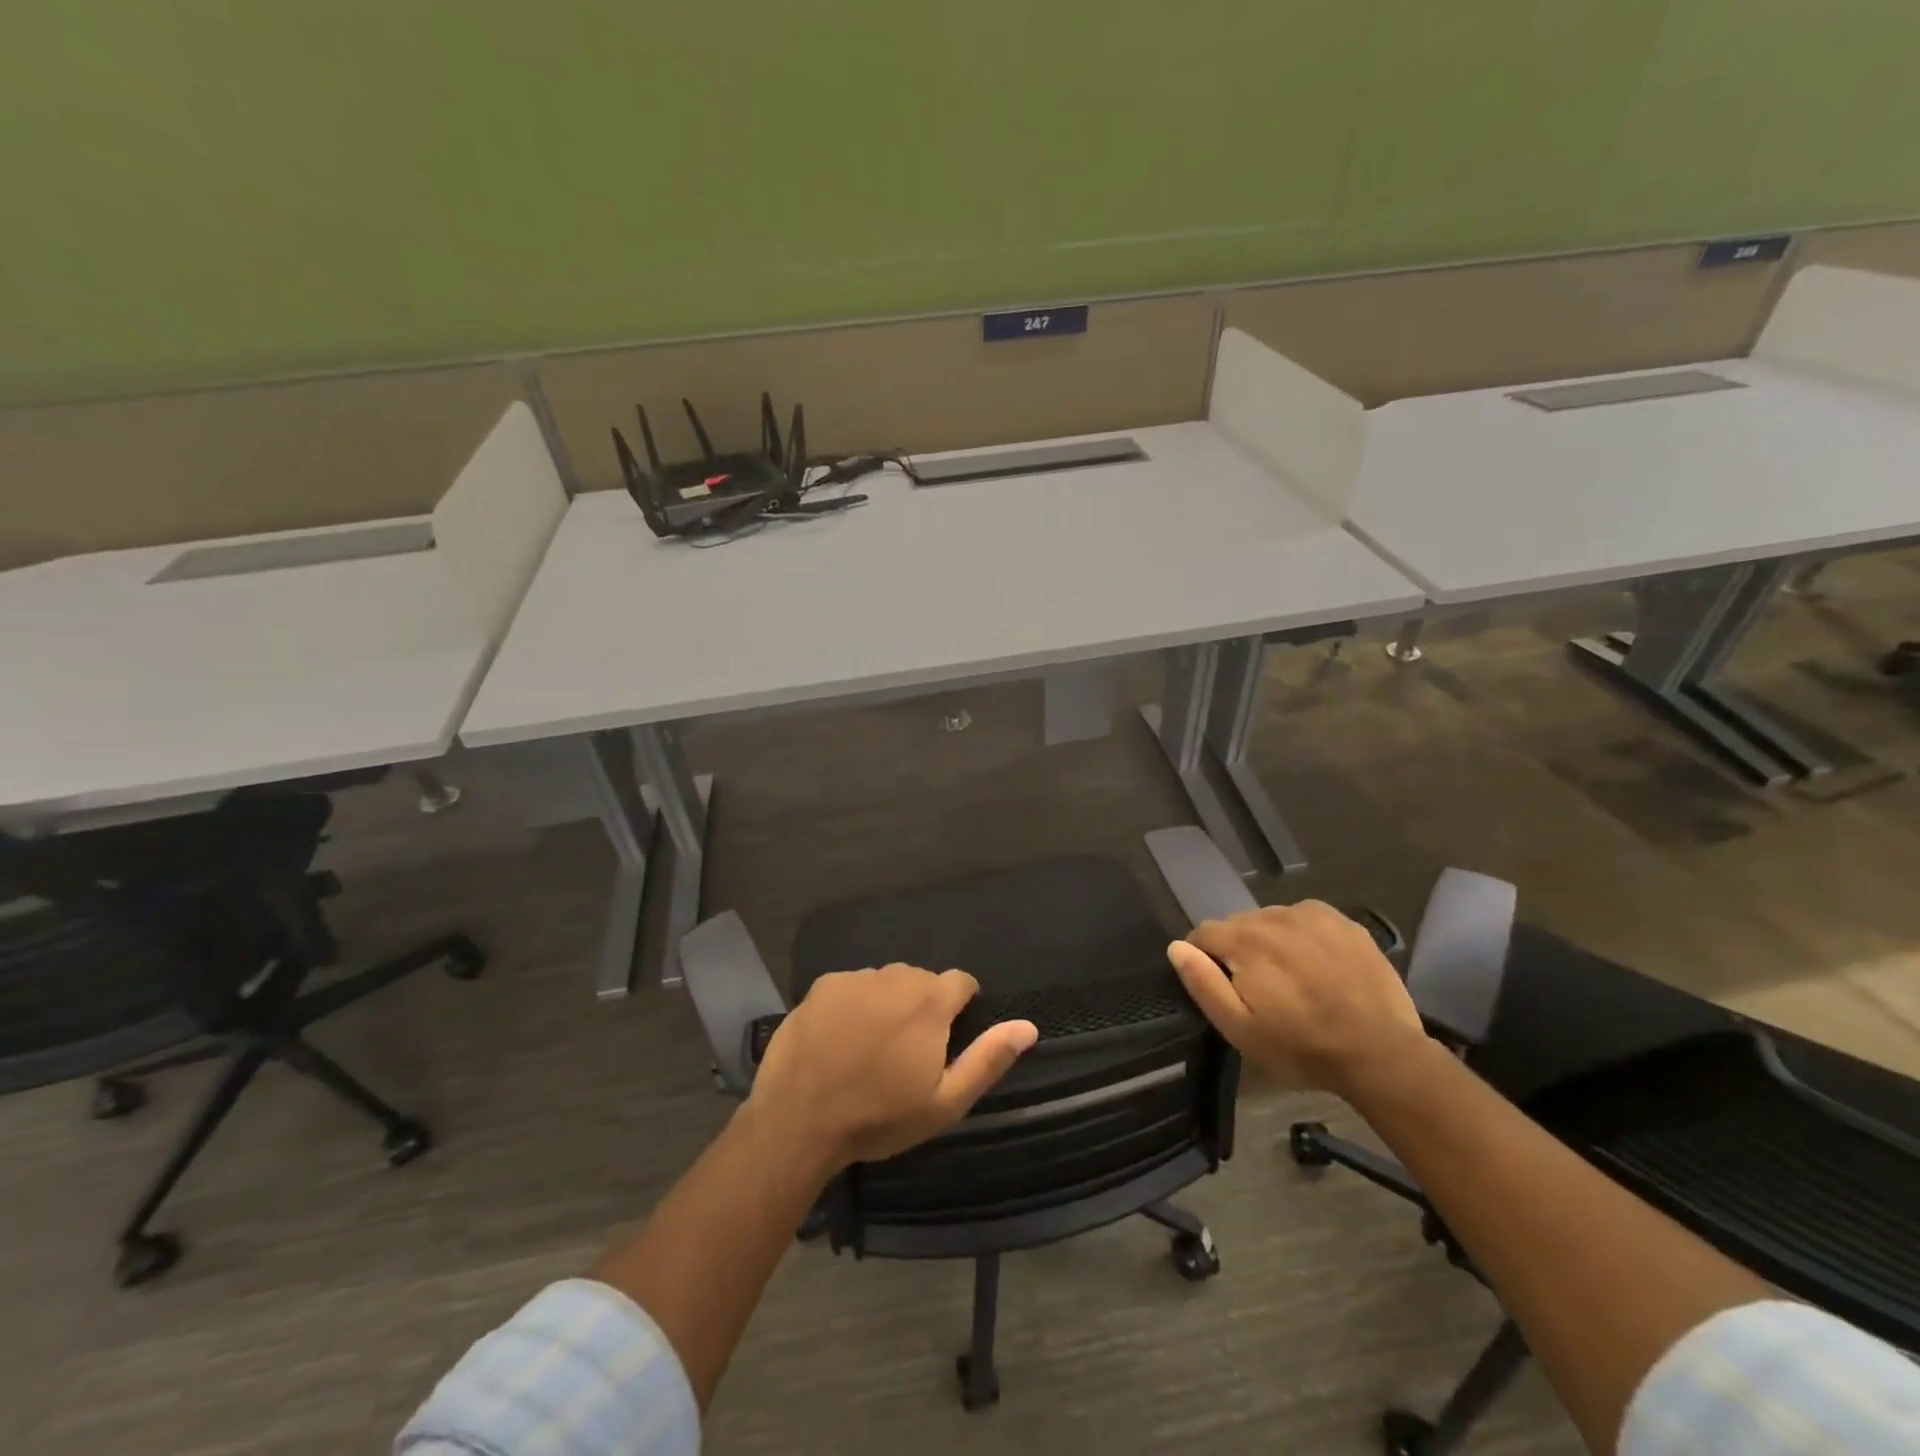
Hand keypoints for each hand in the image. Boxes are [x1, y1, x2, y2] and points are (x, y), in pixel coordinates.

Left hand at [746, 964, 1038, 1171]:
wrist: (798, 1120)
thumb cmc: (879, 1116)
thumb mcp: (945, 1101)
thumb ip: (989, 1058)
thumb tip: (1028, 1026)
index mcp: (930, 1000)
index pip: (961, 982)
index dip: (961, 1007)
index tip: (948, 1038)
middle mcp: (895, 976)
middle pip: (921, 982)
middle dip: (923, 1008)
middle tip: (907, 1053)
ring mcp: (855, 978)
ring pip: (885, 983)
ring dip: (887, 1004)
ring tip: (870, 1047)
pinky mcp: (822, 985)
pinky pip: (851, 987)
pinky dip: (853, 1005)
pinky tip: (840, 1039)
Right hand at [1167, 900, 1427, 1095]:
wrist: (1382, 1054)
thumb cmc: (1302, 1047)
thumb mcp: (1239, 1028)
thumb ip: (1202, 983)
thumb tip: (1176, 947)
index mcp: (1244, 940)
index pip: (1203, 933)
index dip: (1205, 960)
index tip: (1222, 987)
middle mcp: (1274, 915)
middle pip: (1238, 925)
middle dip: (1239, 950)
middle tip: (1260, 990)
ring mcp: (1312, 915)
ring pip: (1271, 920)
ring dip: (1270, 941)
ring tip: (1291, 979)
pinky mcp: (1343, 922)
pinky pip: (1305, 919)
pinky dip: (1302, 936)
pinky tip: (1317, 966)